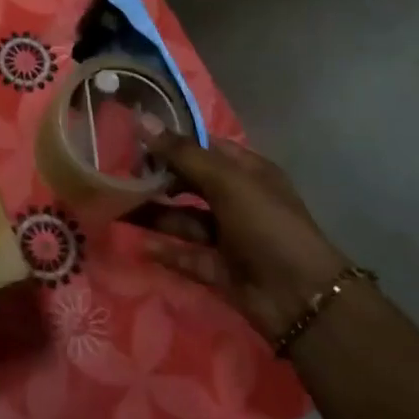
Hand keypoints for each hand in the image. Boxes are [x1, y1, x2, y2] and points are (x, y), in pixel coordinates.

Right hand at [128, 128, 348, 343]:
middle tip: (118, 175)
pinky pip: (186, 255)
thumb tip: (143, 120)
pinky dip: (166, 251)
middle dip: (157, 179)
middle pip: (190, 183)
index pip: (203, 148)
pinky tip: (139, 245)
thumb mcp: (227, 182)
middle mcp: (237, 200)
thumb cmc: (268, 226)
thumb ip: (183, 154)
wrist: (301, 298)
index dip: (171, 142)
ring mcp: (228, 237)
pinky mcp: (219, 269)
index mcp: (247, 172)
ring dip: (154, 214)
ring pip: (184, 219)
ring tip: (117, 208)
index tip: (132, 139)